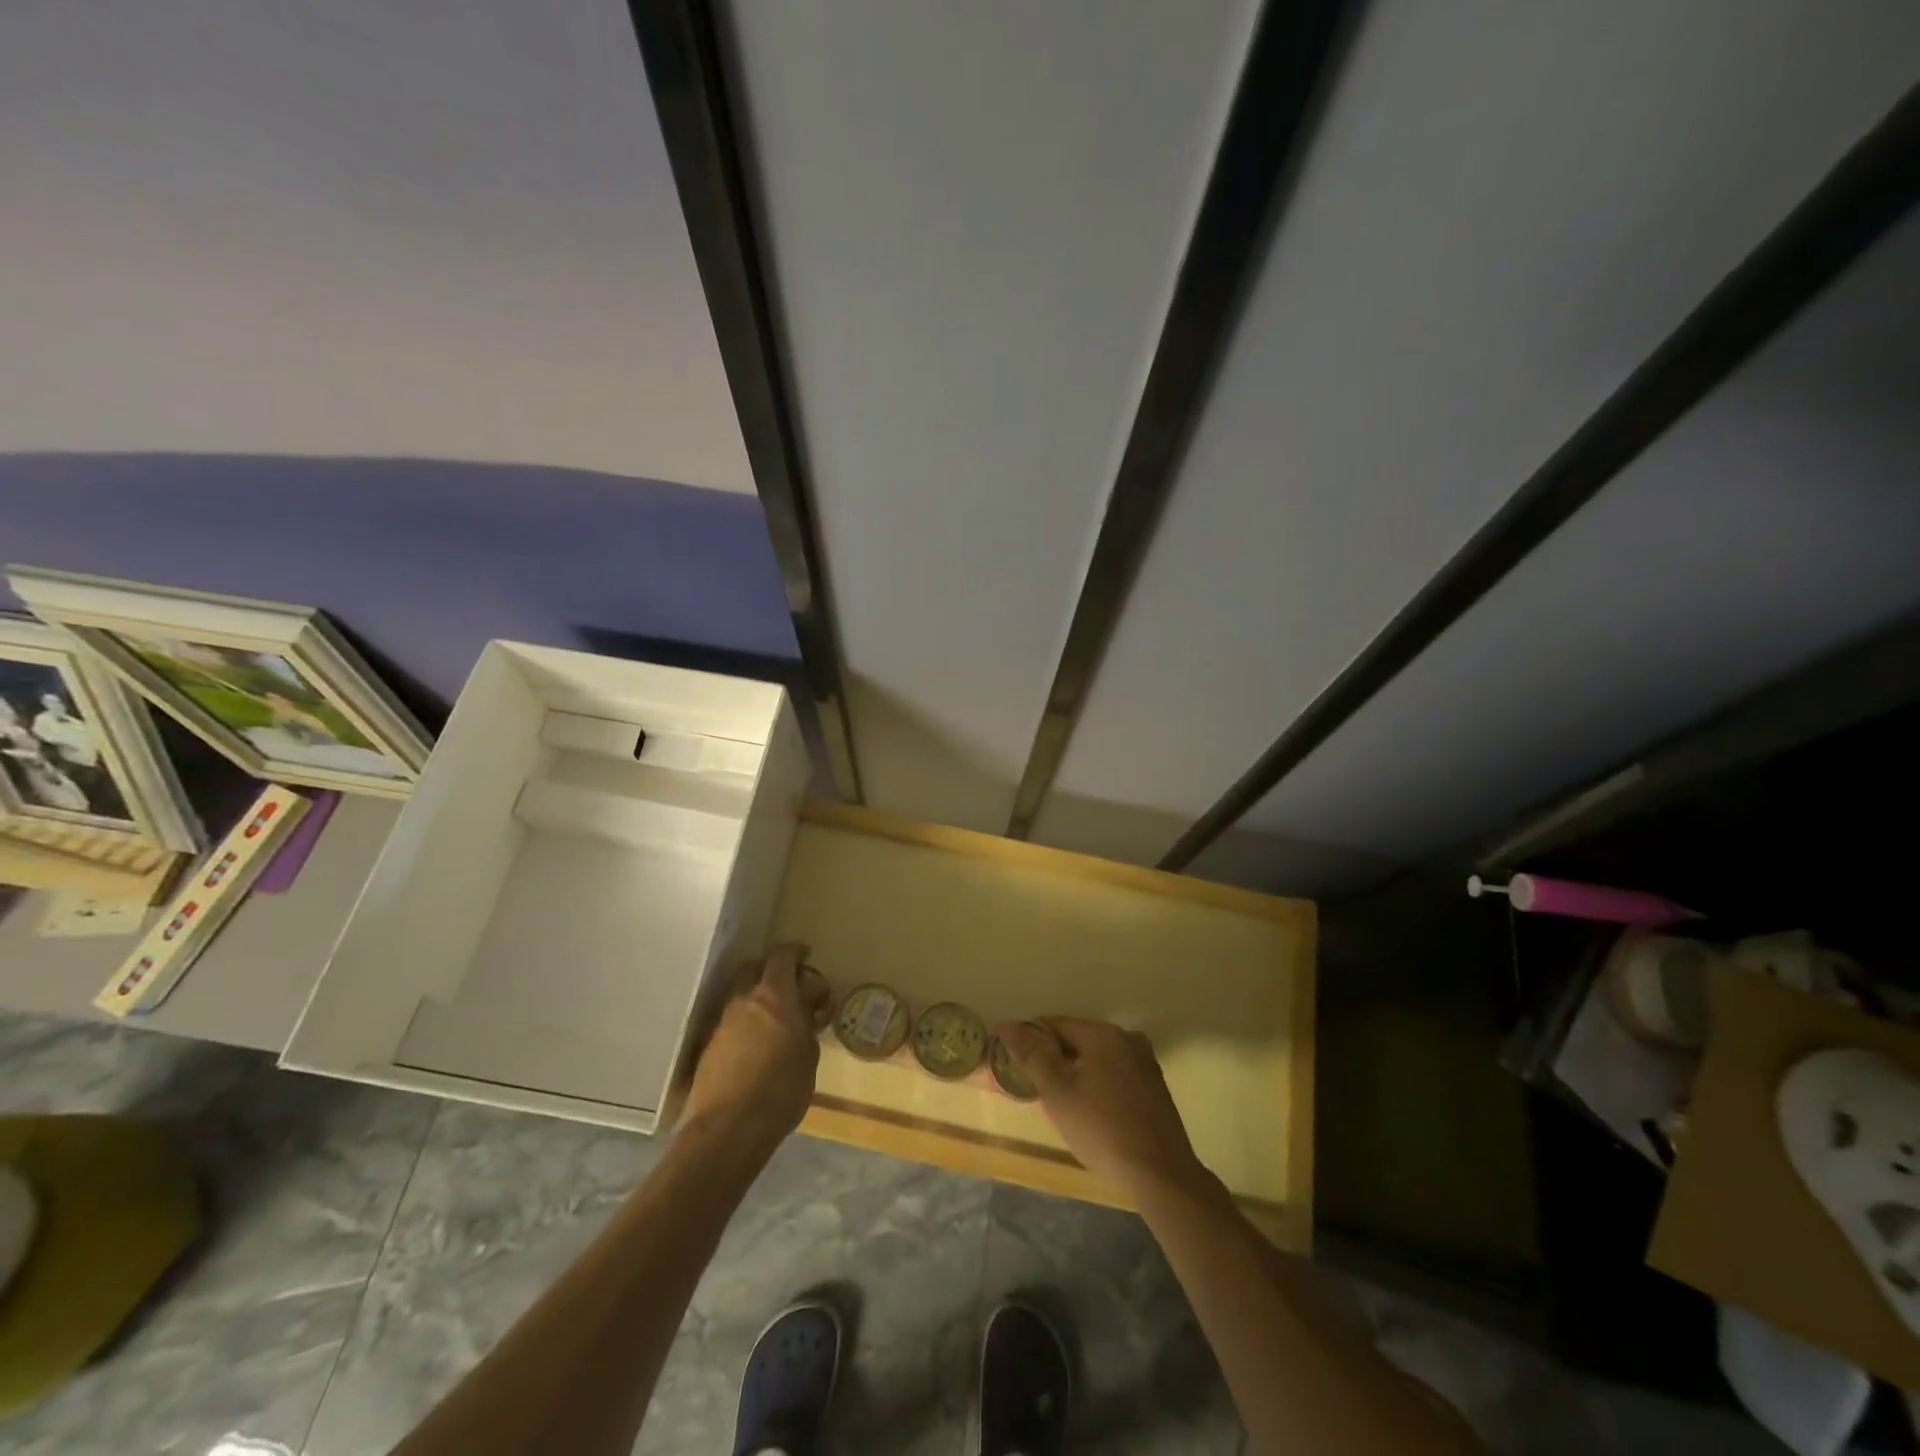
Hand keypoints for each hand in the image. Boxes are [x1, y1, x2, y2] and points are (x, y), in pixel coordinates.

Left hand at [682, 944, 830, 1150]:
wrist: (729, 1128)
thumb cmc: (782, 1088)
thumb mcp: (809, 1054)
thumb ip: (807, 1024)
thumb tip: (805, 1010)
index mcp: (774, 995)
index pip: (782, 956)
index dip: (795, 953)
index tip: (806, 957)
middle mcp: (744, 1000)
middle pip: (755, 968)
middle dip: (772, 972)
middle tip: (791, 989)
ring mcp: (722, 1022)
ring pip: (741, 996)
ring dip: (757, 1000)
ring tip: (775, 1022)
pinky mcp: (709, 1046)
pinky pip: (731, 1022)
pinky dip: (745, 1024)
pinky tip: (757, 1046)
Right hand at [994, 1018, 1205, 1194]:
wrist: (1160, 1173)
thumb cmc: (1102, 1128)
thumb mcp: (1058, 1091)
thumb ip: (1032, 1054)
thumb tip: (1007, 1024)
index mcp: (1103, 1033)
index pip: (1055, 1024)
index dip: (1031, 1042)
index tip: (1017, 1065)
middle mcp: (1127, 1038)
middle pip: (1077, 1039)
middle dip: (1055, 1059)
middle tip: (1038, 1089)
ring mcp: (1145, 1062)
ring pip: (1097, 1058)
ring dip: (1076, 1073)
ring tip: (1062, 1104)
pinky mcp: (1154, 1087)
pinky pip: (1114, 1074)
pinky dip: (1097, 1084)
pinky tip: (1092, 1112)